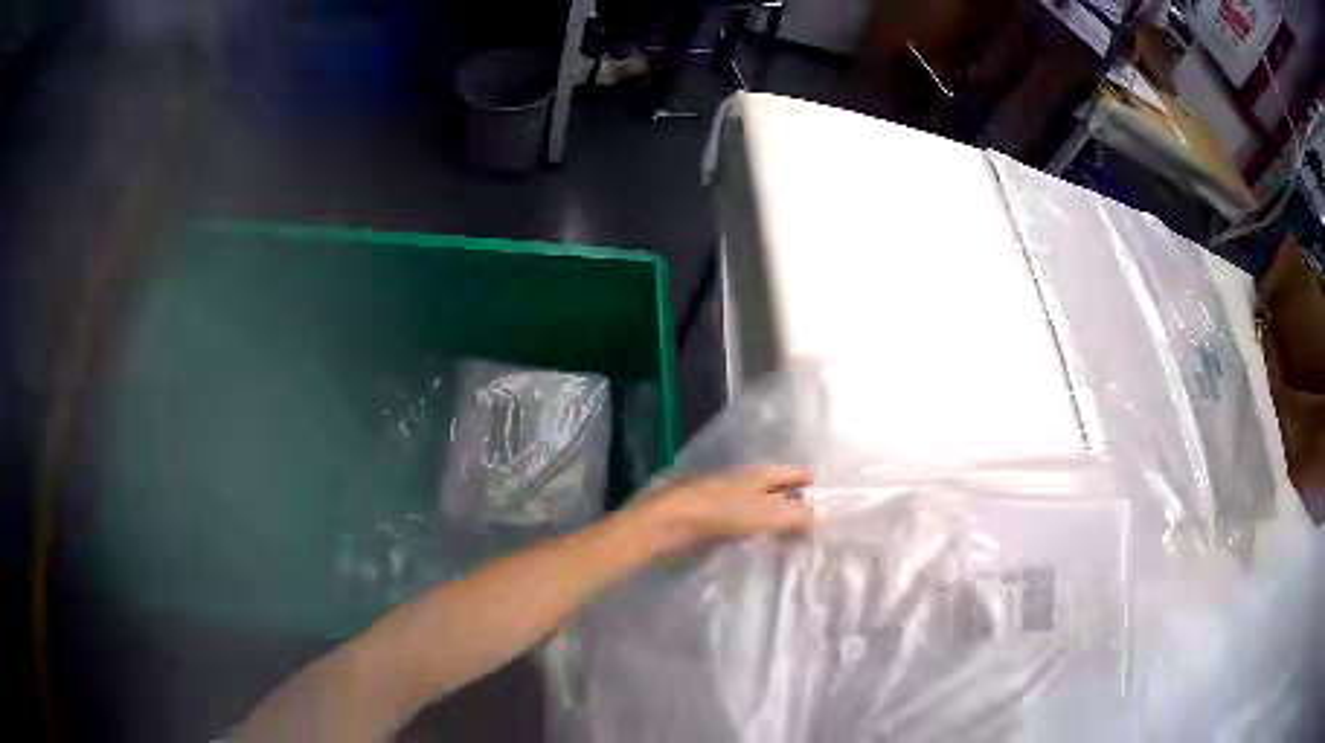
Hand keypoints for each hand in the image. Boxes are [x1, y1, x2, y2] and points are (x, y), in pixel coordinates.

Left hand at [626, 467, 813, 553]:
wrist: (670, 521)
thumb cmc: (723, 512)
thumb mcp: (769, 514)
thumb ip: (797, 516)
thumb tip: (817, 521)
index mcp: (760, 473)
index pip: (794, 473)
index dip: (810, 483)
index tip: (827, 500)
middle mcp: (745, 481)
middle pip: (777, 490)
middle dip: (794, 504)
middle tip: (814, 526)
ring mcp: (726, 498)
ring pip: (759, 507)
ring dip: (774, 520)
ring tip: (791, 540)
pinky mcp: (711, 518)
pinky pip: (742, 523)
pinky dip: (755, 531)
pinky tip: (760, 545)